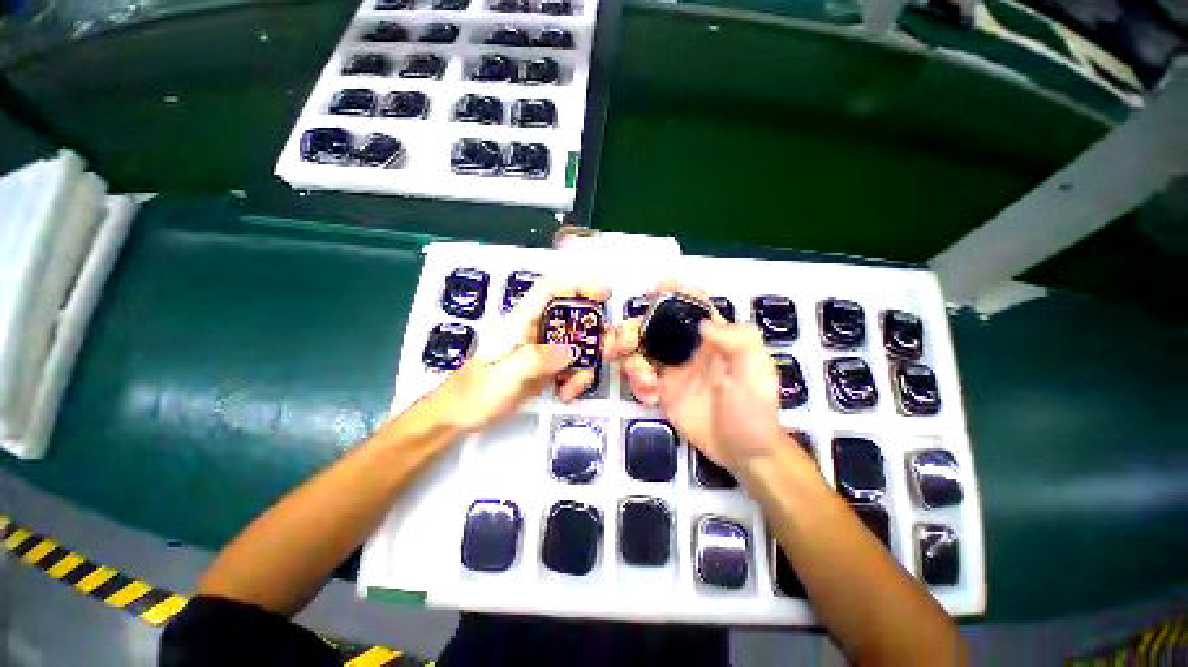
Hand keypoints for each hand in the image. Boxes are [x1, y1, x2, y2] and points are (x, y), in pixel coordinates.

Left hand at [437, 279, 617, 433]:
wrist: (459, 417)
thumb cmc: (474, 393)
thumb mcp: (505, 376)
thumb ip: (537, 360)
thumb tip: (572, 350)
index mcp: (520, 322)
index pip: (550, 290)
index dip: (577, 285)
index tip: (604, 295)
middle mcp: (534, 330)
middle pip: (572, 317)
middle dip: (594, 333)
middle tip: (608, 352)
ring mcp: (541, 350)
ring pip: (576, 344)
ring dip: (584, 364)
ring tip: (572, 389)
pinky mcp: (545, 367)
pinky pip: (570, 365)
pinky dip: (575, 378)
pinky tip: (565, 393)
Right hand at [619, 282, 784, 470]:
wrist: (742, 452)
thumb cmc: (754, 410)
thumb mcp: (757, 373)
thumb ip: (738, 341)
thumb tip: (703, 324)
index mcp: (713, 336)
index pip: (691, 305)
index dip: (674, 291)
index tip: (654, 289)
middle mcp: (688, 347)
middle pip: (652, 325)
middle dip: (632, 329)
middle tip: (623, 345)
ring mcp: (671, 368)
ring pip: (638, 349)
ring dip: (630, 360)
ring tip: (645, 380)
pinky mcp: (661, 389)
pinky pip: (638, 377)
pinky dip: (636, 383)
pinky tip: (650, 397)